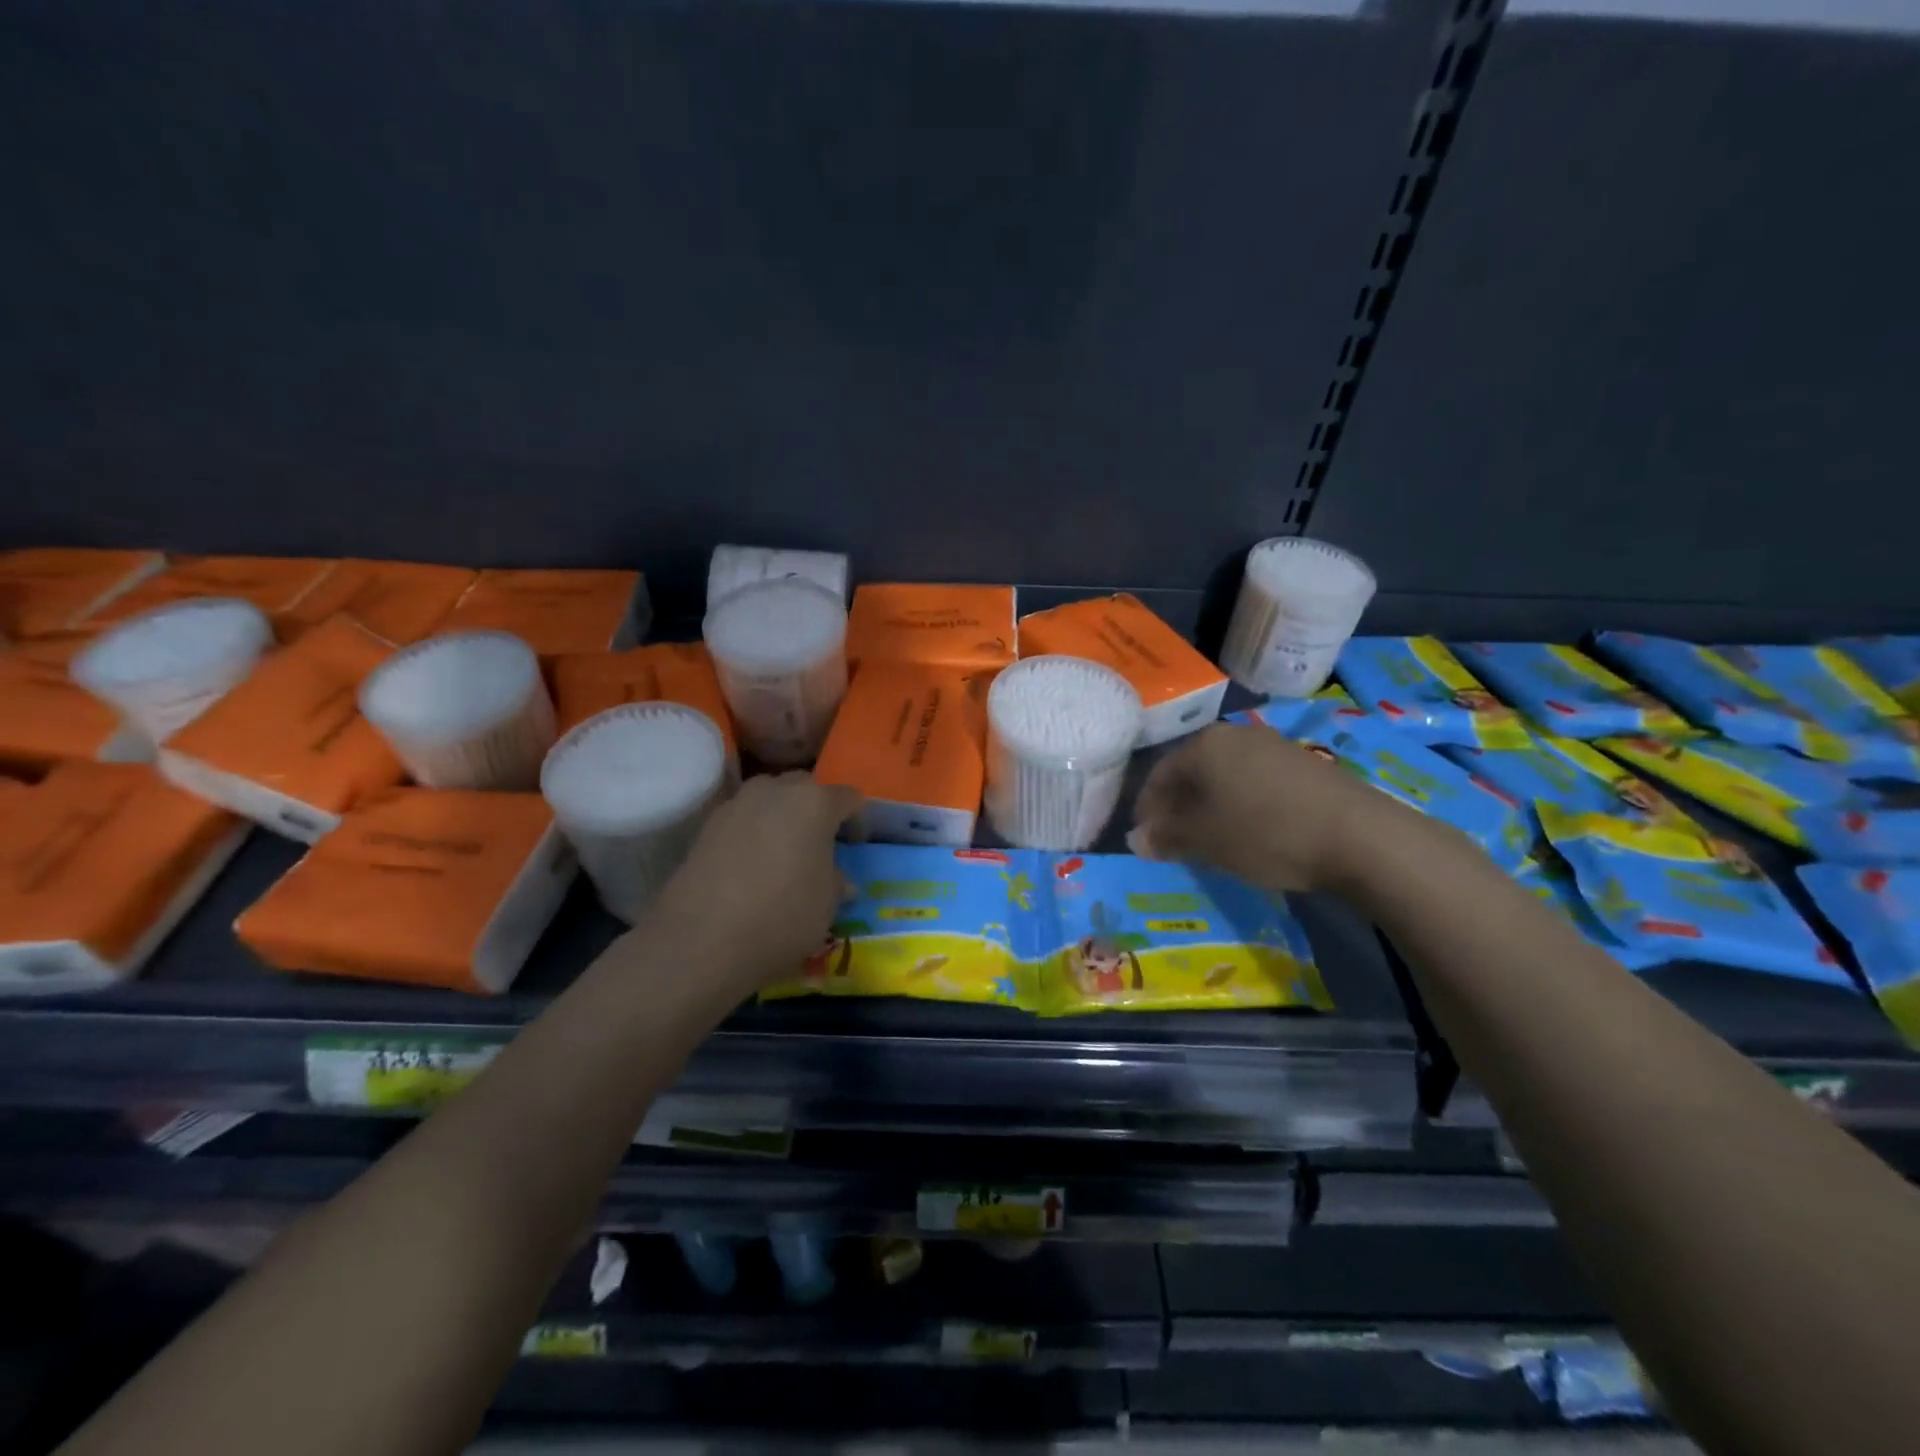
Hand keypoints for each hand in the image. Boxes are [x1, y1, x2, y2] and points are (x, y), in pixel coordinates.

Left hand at [653, 772, 861, 987]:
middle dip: (816, 809)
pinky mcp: (707, 824)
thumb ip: (836, 884)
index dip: (857, 819)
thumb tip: (839, 880)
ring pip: (770, 797)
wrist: (701, 939)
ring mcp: (737, 803)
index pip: (848, 797)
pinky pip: (742, 818)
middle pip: (805, 787)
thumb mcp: (826, 907)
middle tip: (820, 844)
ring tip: (783, 851)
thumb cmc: (782, 916)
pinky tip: (751, 864)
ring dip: (781, 816)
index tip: (855, 846)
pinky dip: (752, 832)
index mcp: (815, 803)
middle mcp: (776, 790)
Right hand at [1131, 722, 1411, 891]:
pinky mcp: (1303, 764)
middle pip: (1192, 772)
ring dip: (1211, 806)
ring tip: (1213, 840)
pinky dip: (1242, 804)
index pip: (1158, 775)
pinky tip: (1251, 831)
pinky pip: (1255, 781)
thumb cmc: (1266, 833)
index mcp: (1203, 745)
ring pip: (1224, 776)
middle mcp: (1235, 735)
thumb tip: (1136, 839)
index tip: (1147, 840)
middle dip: (1179, 807)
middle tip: (1176, 842)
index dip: (1147, 809)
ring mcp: (1272, 745)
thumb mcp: (1206, 841)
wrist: (1360, 836)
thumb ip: (1166, 837)